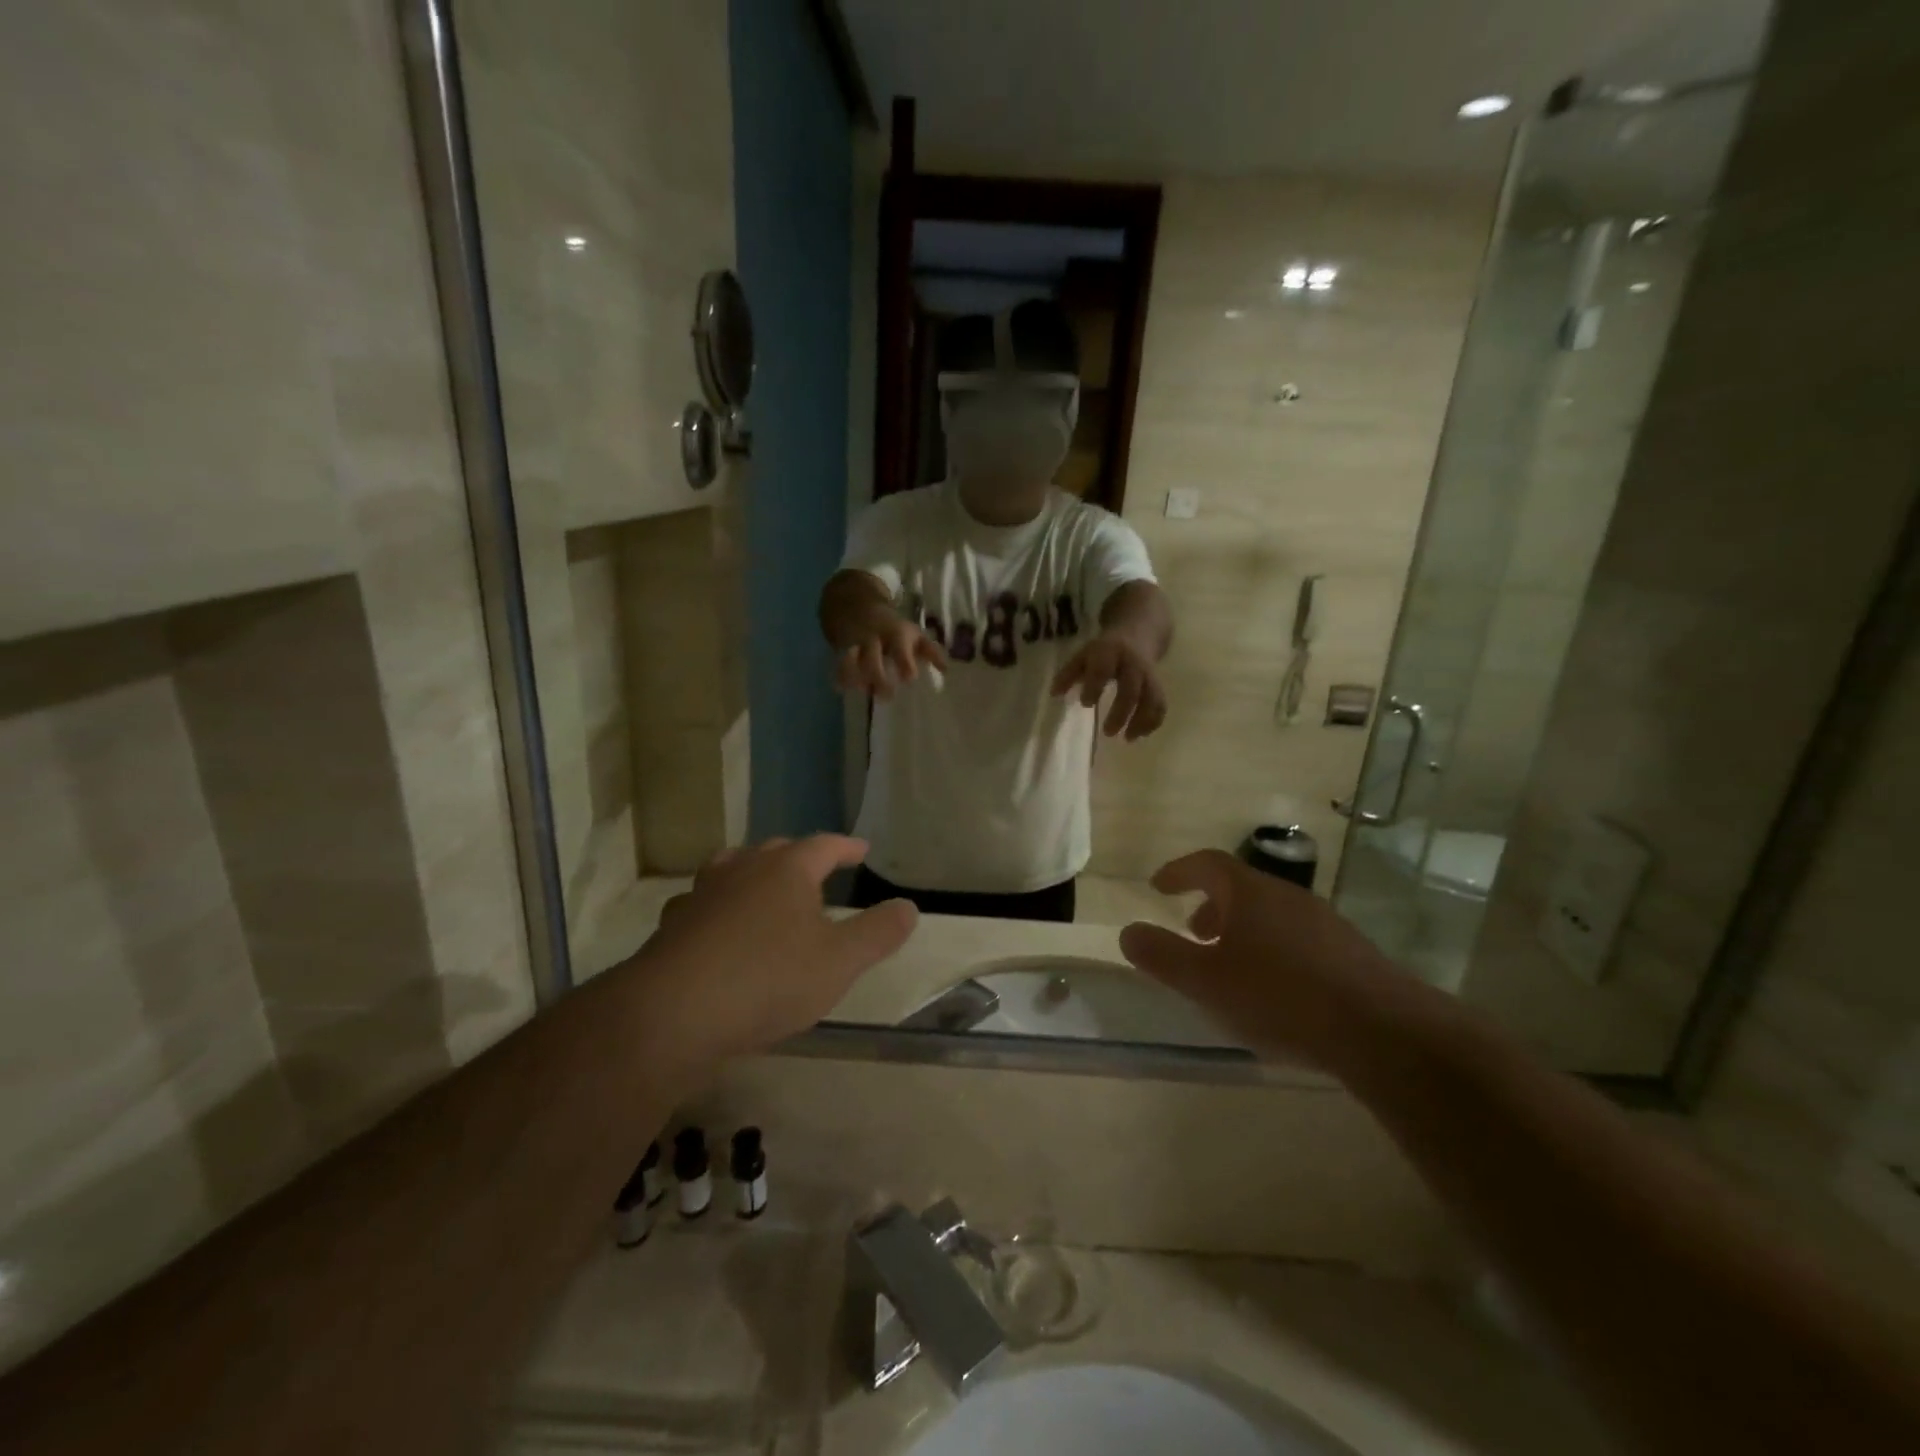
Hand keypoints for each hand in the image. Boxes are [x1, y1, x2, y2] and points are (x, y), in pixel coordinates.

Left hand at [634, 837, 916, 1068]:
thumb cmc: (769, 979)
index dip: (846, 846)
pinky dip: (718, 905)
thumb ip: (878, 933)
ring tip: (764, 885)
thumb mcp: (840, 962)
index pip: (824, 845)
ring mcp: (703, 894)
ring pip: (732, 868)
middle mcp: (743, 869)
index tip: (862, 849)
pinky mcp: (673, 925)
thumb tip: (909, 907)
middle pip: (776, 850)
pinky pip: (702, 902)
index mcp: (787, 869)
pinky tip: (718, 925)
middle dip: (800, 856)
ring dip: (753, 872)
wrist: (673, 1013)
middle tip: (817, 867)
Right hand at [833, 616, 948, 700]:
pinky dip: (839, 677)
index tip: (909, 679)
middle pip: (872, 658)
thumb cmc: (891, 627)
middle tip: (887, 696)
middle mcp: (873, 638)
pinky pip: (838, 664)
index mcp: (895, 634)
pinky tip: (842, 689)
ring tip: (864, 691)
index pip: (900, 648)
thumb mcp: (912, 634)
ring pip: (851, 660)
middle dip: (878, 678)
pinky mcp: (840, 649)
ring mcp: (854, 643)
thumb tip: (946, 669)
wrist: (855, 605)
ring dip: (856, 678)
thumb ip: (930, 651)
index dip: (904, 664)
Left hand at [1050, 631, 1166, 738]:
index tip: (1085, 703)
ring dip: (1141, 720)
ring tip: (1128, 738)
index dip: (1095, 686)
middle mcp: (1132, 663)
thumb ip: (1068, 674)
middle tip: (1107, 732)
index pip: (1103, 669)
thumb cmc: (1104, 651)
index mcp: (1110, 652)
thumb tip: (1054, 694)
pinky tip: (1140, 734)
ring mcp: (1149, 674)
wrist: (1138, 632)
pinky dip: (1153, 721)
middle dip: (1121, 712)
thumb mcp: (1083, 655)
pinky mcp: (1158, 684)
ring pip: (1152, 698)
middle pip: (1131, 689)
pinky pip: (1160, 704)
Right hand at [1117, 850, 1425, 1072]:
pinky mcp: (1350, 953)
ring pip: (1270, 914)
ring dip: (1241, 930)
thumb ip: (1162, 956)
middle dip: (1210, 905)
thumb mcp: (1206, 981)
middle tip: (1192, 933)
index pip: (1207, 863)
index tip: (1158, 885)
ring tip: (1229, 966)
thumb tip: (1127, 931)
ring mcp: (1324, 923)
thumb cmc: (1280, 997)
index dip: (1179, 871)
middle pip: (1240, 888)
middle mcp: (1288, 896)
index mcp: (1250, 893)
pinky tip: (1273, 990)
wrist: (1382, 1031)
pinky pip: (1296, 937)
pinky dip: (1271, 949)